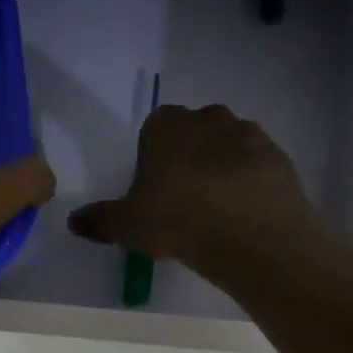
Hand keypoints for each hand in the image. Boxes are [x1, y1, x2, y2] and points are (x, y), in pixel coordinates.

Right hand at [66, 104, 314, 275]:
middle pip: (195, 132)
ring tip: (216, 210)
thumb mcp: (127, 225)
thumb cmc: (178, 219)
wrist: (251, 234)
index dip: (153, 155)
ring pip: (229, 147)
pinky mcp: (279, 158)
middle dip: (189, 157)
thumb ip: (99, 220)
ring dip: (222, 168)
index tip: (153, 187)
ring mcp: (250, 135)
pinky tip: (243, 215)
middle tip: (183, 199)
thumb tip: (73, 221)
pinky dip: (250, 184)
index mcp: (169, 125)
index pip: (155, 126)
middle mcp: (210, 118)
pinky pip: (257, 167)